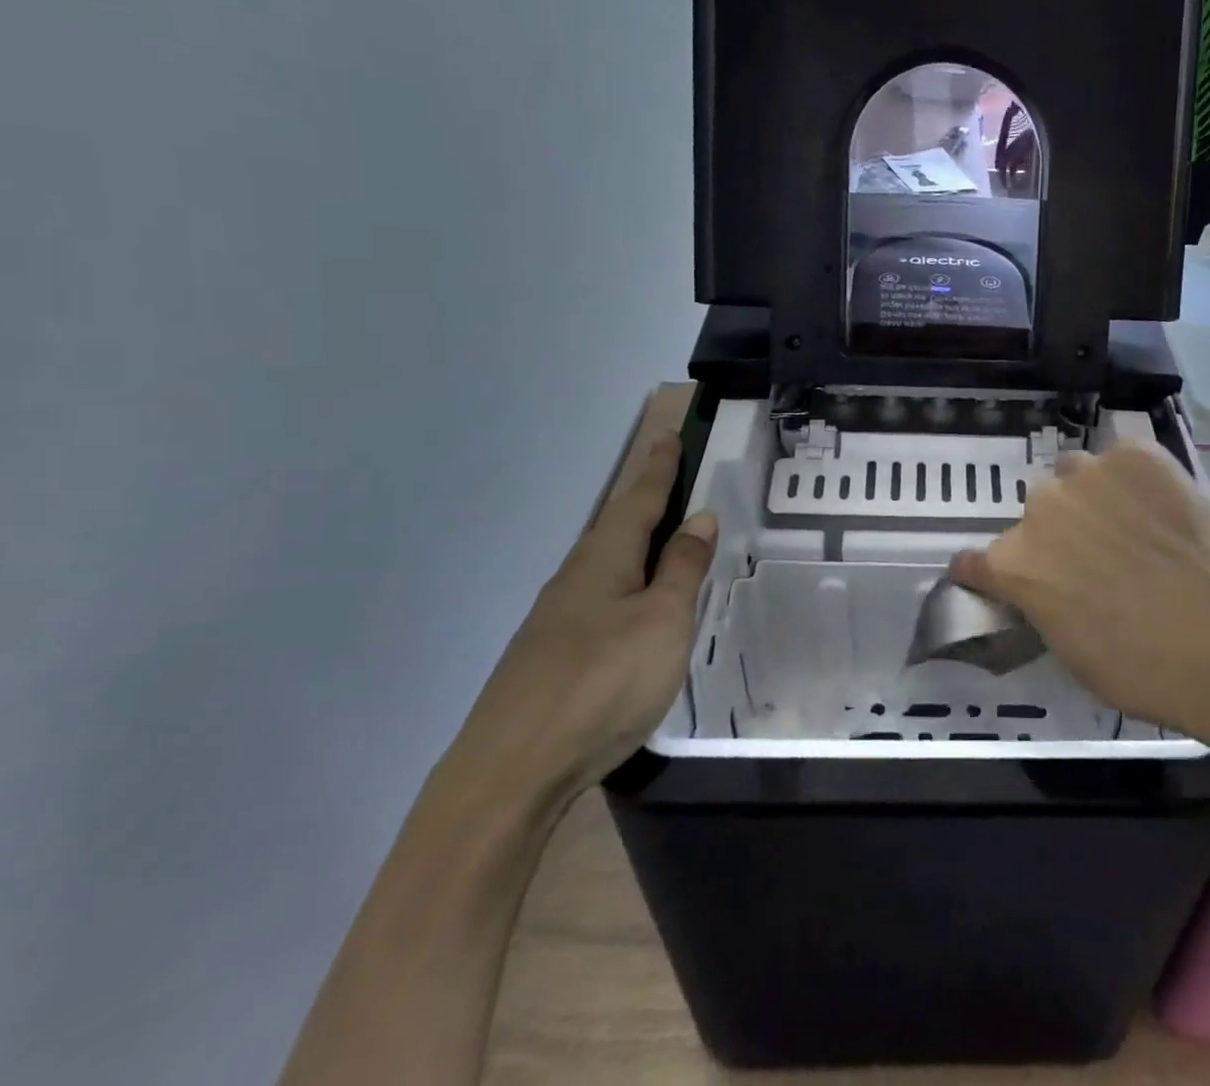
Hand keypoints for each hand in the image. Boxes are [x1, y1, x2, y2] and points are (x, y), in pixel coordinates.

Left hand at [451, 435, 715, 807]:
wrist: (510, 773)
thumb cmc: (602, 683)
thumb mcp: (663, 621)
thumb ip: (682, 569)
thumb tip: (699, 517)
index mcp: (604, 559)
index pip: (639, 498)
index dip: (658, 468)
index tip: (669, 435)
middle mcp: (576, 578)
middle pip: (617, 526)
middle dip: (645, 501)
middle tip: (674, 482)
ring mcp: (557, 619)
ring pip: (606, 564)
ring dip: (636, 544)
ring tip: (665, 541)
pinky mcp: (551, 656)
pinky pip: (599, 598)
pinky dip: (626, 584)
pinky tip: (634, 607)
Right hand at [951, 441, 1209, 764]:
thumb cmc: (1144, 667)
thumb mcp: (1073, 654)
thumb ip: (1045, 607)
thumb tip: (1051, 594)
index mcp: (1013, 562)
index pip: (975, 561)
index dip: (988, 572)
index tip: (1000, 578)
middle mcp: (1039, 507)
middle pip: (1036, 513)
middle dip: (1057, 533)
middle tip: (1096, 557)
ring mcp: (1088, 473)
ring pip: (1076, 475)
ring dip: (1091, 497)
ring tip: (1133, 524)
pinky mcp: (1136, 454)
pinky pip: (1124, 461)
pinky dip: (1136, 480)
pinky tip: (1165, 509)